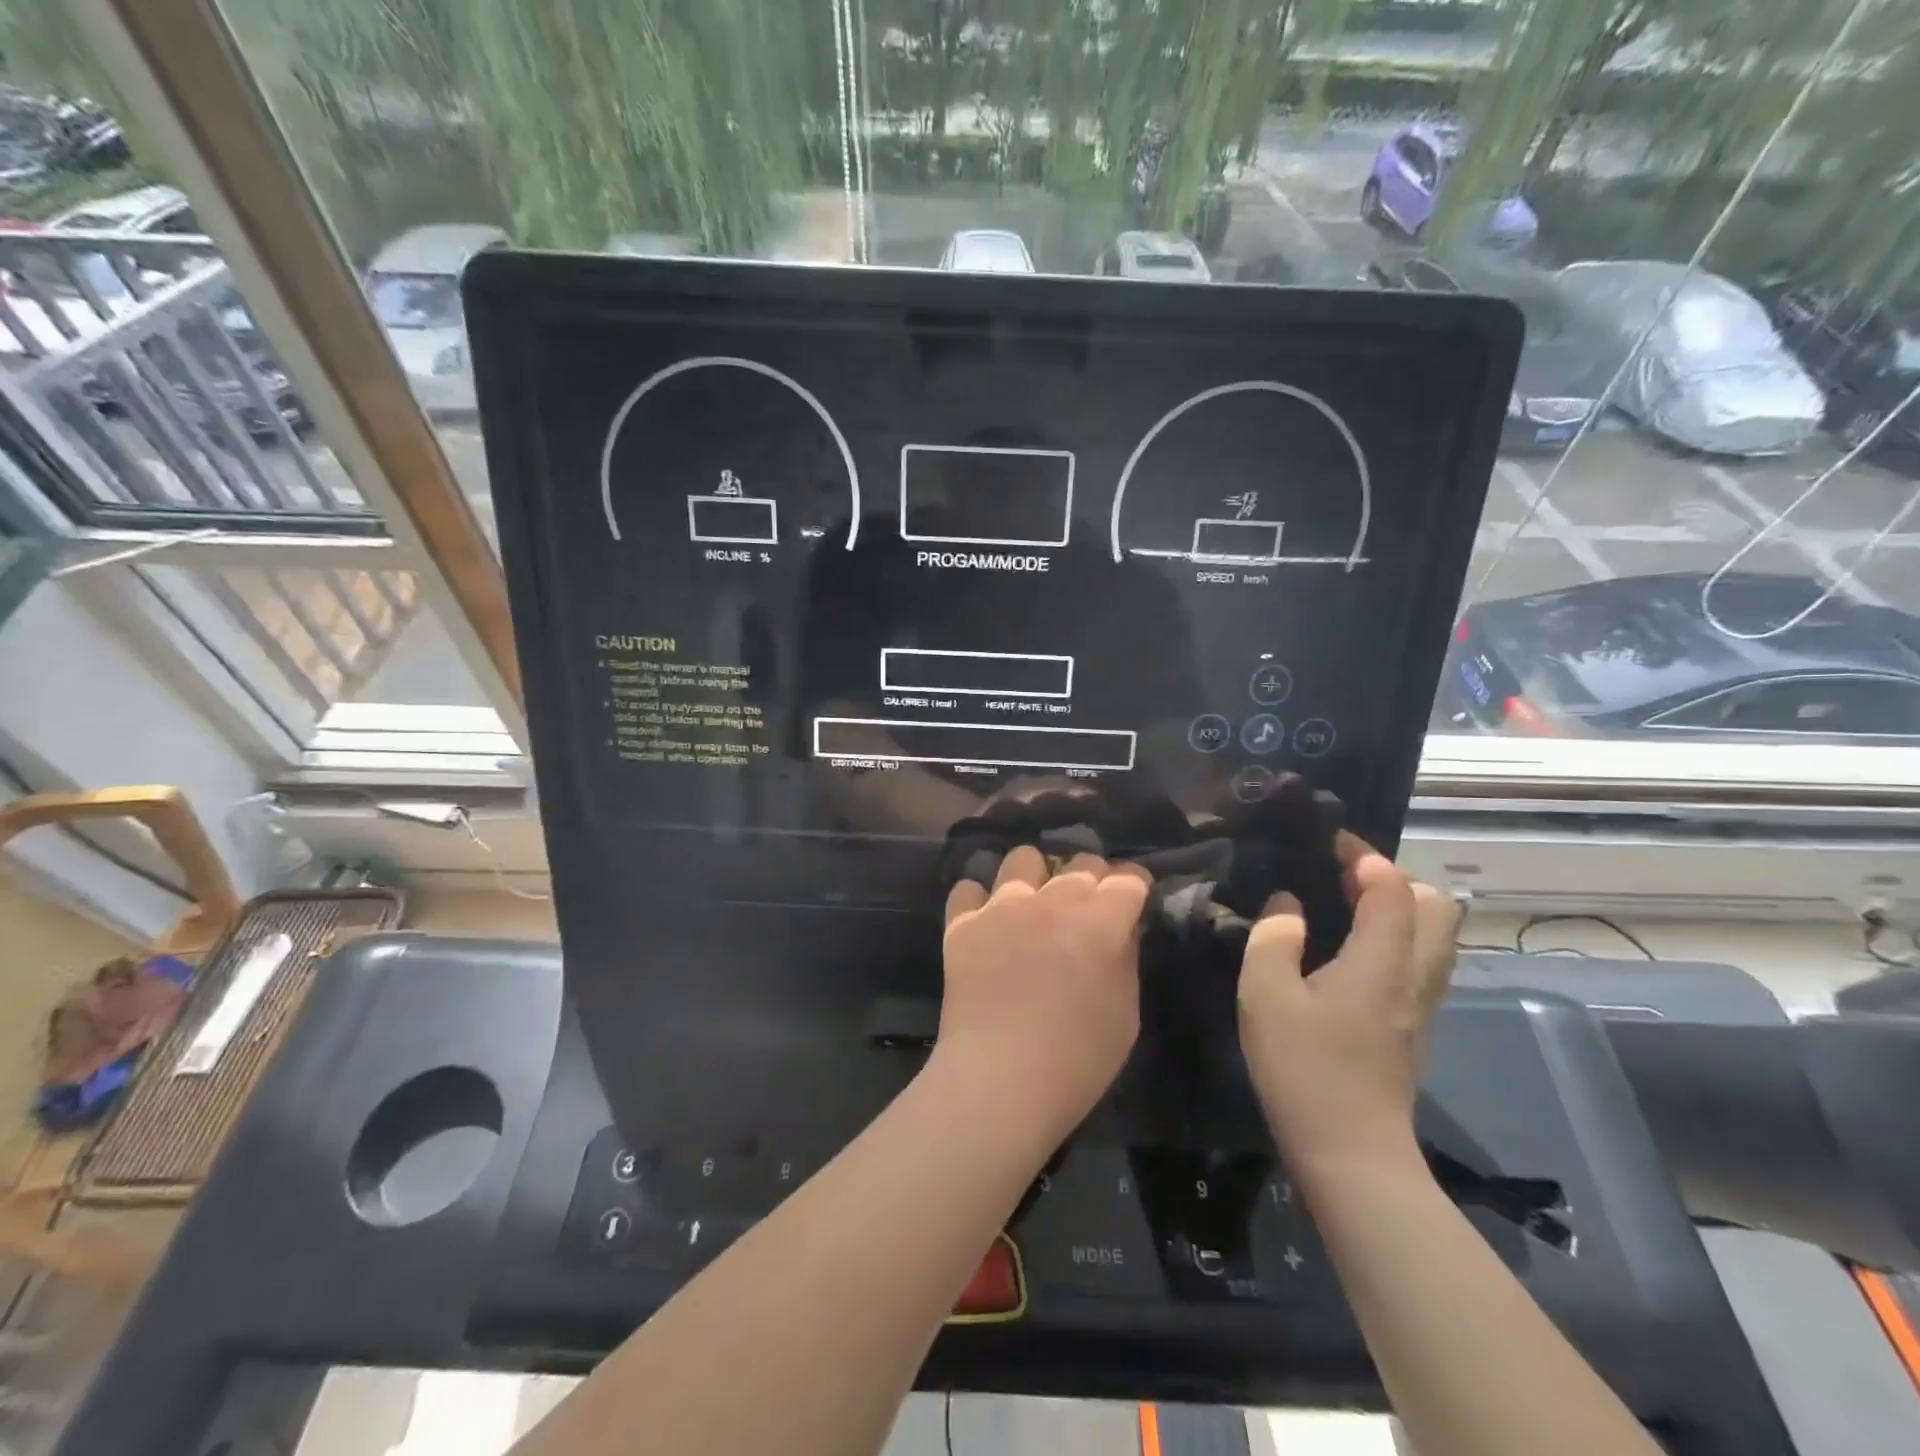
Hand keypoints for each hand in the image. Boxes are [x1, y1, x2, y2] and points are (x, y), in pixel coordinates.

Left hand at [939, 846, 1150, 1144]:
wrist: (999, 1080)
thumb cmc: (1077, 1059)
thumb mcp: (1126, 1014)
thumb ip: (1126, 958)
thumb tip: (1122, 928)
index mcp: (1100, 921)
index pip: (1128, 879)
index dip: (1134, 888)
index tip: (1132, 903)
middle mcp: (1052, 899)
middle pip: (1081, 863)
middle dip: (1092, 880)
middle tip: (1087, 911)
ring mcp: (1003, 905)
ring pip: (1023, 858)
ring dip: (1035, 877)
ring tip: (1033, 905)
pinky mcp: (963, 922)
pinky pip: (969, 888)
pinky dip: (980, 901)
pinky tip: (987, 923)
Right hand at [1236, 832, 1460, 1179]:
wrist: (1352, 1153)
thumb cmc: (1304, 1069)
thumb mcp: (1265, 996)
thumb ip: (1273, 939)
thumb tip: (1287, 906)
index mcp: (1381, 961)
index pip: (1392, 886)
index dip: (1363, 854)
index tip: (1327, 841)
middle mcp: (1414, 975)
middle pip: (1436, 906)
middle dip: (1394, 877)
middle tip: (1344, 877)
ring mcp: (1421, 1004)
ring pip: (1437, 936)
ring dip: (1402, 907)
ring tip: (1349, 906)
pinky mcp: (1415, 1027)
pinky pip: (1423, 961)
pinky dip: (1399, 937)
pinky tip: (1354, 951)